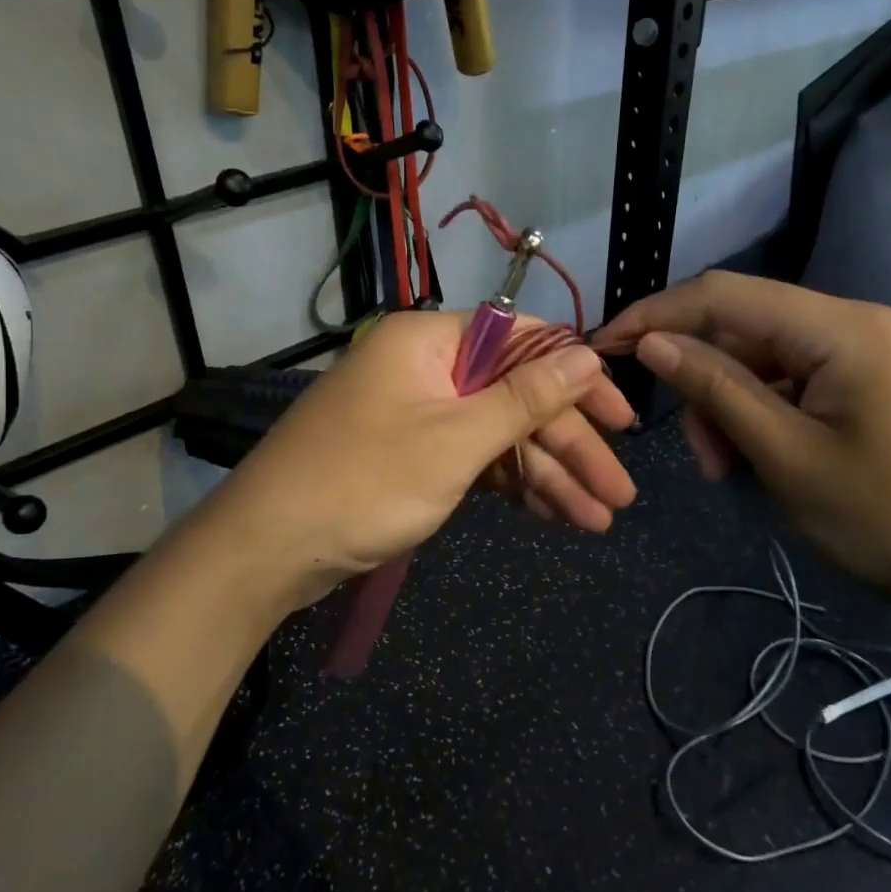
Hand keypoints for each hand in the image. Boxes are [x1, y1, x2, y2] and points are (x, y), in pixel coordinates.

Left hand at [205, 310, 635, 607]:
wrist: (268, 551)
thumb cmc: (364, 483)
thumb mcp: (455, 441)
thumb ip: (525, 397)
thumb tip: (588, 354)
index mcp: (430, 340)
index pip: (524, 342)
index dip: (578, 380)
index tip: (622, 419)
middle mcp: (426, 368)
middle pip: (516, 397)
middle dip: (570, 447)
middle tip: (620, 494)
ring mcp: (418, 414)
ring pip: (499, 435)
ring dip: (548, 475)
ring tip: (598, 521)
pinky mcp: (412, 454)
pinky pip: (474, 460)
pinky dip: (511, 486)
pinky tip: (555, 516)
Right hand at [595, 272, 890, 623]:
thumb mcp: (787, 457)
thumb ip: (716, 389)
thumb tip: (653, 342)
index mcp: (844, 327)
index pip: (725, 295)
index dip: (657, 314)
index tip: (605, 345)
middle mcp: (864, 321)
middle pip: (751, 330)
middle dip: (708, 384)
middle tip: (702, 458)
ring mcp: (882, 350)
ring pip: (776, 359)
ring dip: (739, 406)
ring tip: (734, 471)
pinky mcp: (889, 380)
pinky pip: (808, 379)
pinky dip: (774, 413)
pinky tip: (769, 459)